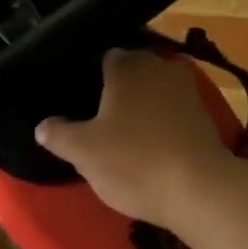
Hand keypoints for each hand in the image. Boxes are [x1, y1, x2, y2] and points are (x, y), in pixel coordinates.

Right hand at [35, 50, 242, 226]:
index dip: (85, 79)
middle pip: (128, 75)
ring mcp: (187, 90)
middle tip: (92, 121)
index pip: (100, 58)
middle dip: (113, 93)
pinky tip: (146, 148)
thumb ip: (57, 134)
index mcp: (127, 64)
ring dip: (137, 110)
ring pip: (151, 94)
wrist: (200, 190)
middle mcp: (159, 66)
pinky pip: (170, 113)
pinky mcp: (204, 117)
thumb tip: (43, 126)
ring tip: (118, 137)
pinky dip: (158, 125)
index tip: (74, 103)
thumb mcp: (82, 151)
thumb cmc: (134, 162)